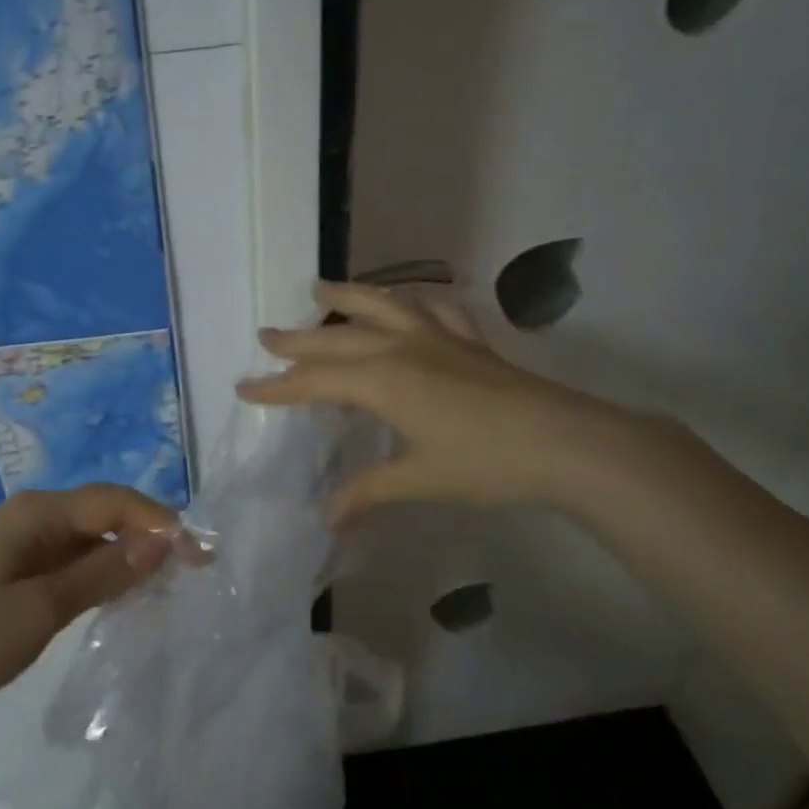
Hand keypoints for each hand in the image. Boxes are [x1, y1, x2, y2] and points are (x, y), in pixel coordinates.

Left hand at [0, 485, 175, 733]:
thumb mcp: (39, 610)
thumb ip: (102, 574)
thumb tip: (162, 542)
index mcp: (37, 513)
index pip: (114, 502)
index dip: (159, 522)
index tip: (198, 555)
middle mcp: (35, 518)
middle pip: (106, 515)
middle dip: (150, 537)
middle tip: (192, 573)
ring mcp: (26, 547)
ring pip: (93, 541)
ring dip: (129, 559)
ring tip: (168, 588)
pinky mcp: (21, 575)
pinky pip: (75, 564)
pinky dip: (104, 577)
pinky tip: (125, 600)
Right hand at [237, 281, 638, 523]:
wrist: (565, 443)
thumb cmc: (484, 463)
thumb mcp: (419, 480)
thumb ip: (369, 493)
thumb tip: (327, 520)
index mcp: (382, 381)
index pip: (315, 383)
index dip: (276, 387)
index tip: (243, 387)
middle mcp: (402, 349)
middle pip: (337, 340)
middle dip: (297, 340)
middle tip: (265, 335)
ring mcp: (438, 339)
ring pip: (382, 307)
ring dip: (347, 297)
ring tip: (320, 288)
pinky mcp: (470, 342)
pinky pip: (435, 310)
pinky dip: (415, 301)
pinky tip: (410, 302)